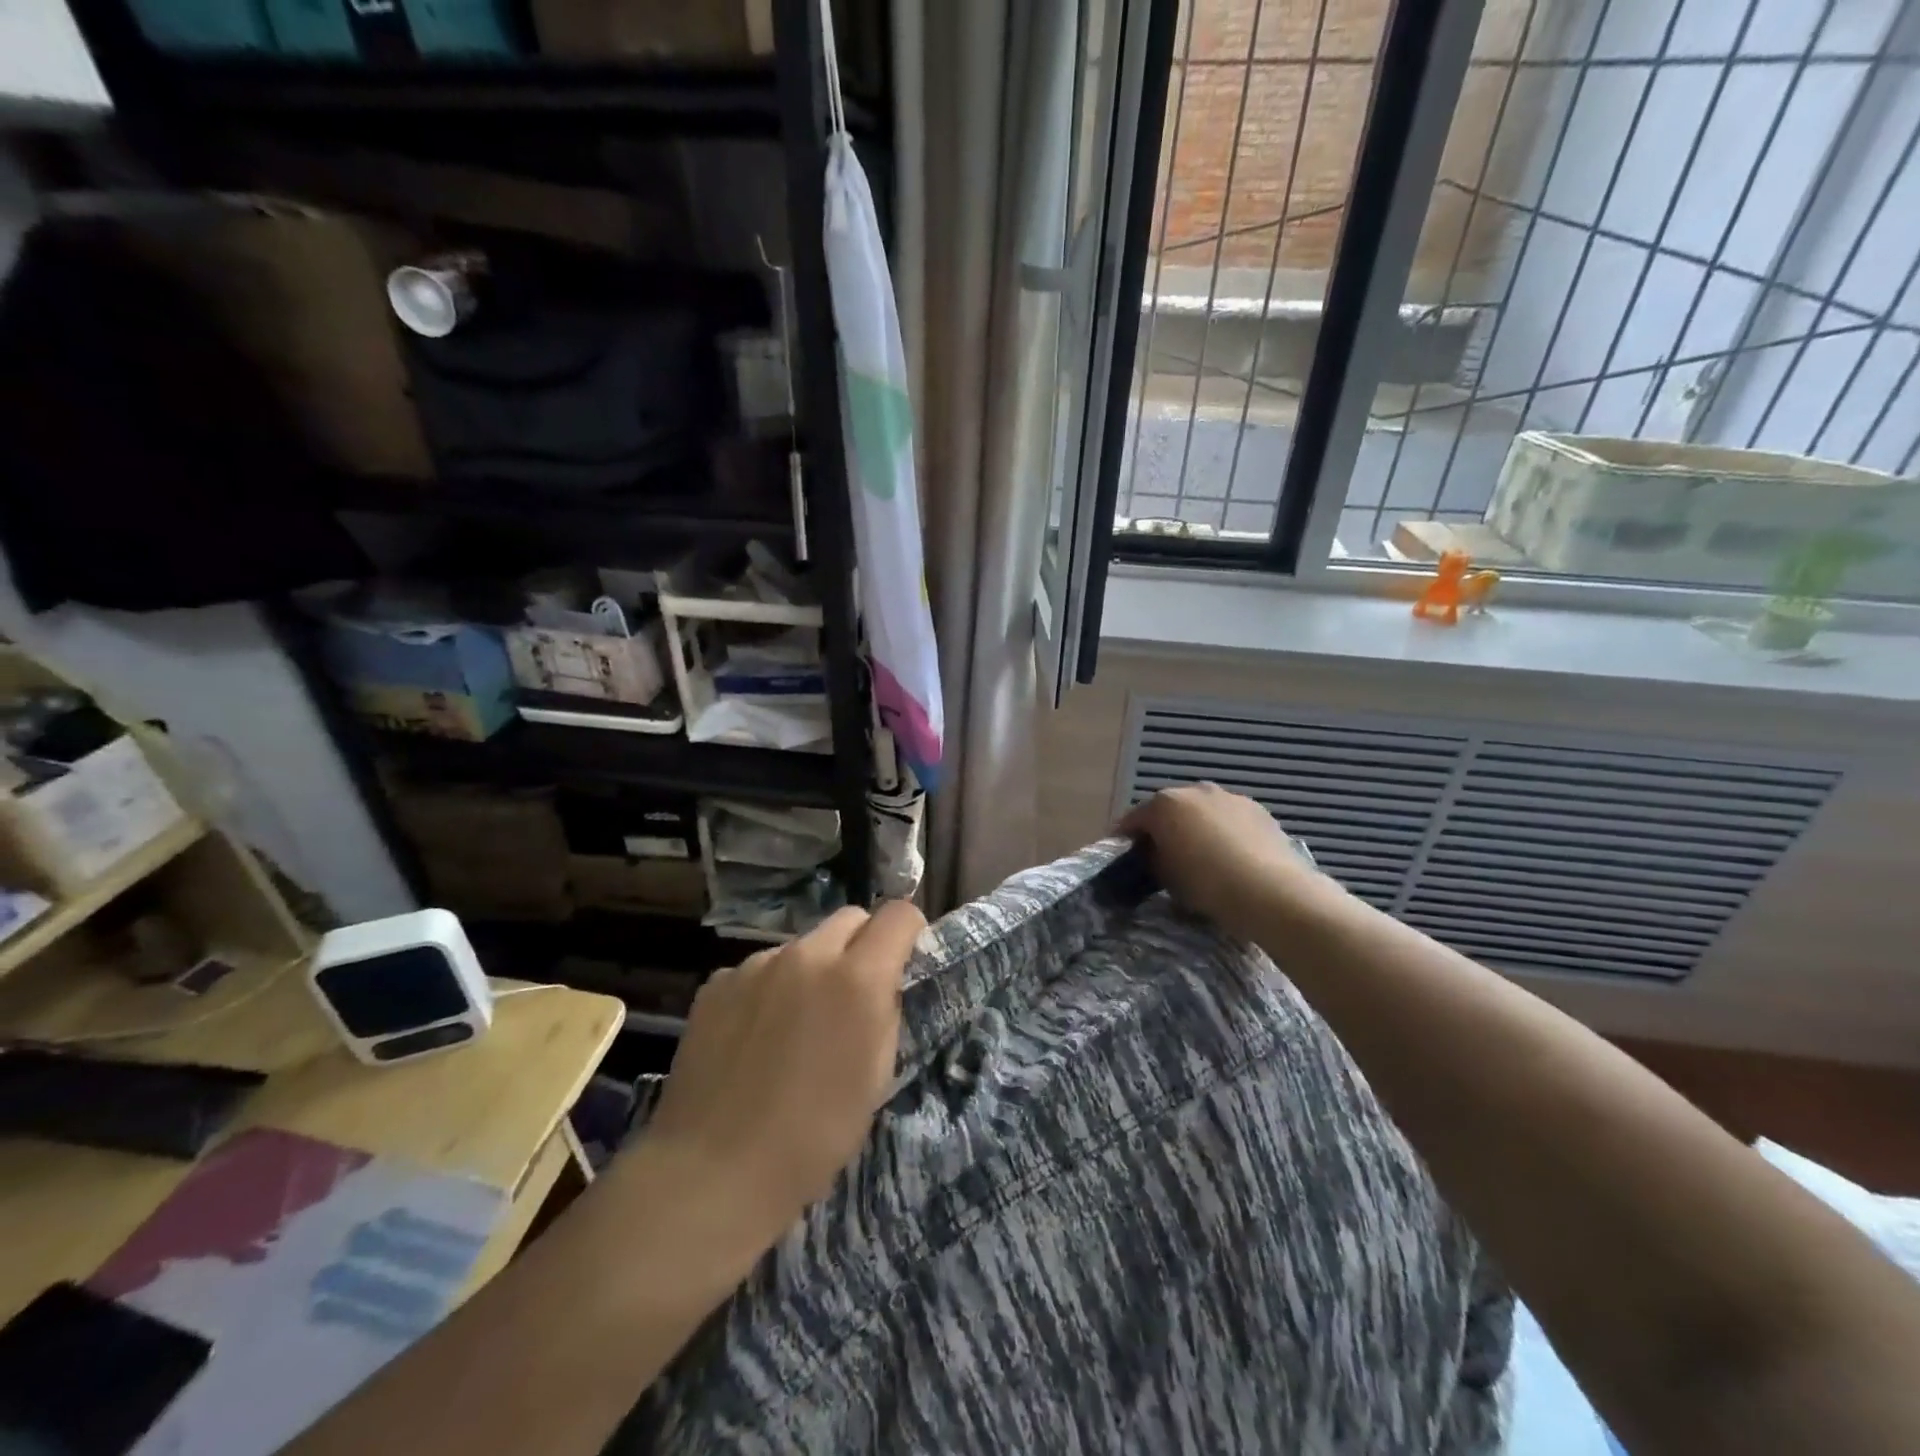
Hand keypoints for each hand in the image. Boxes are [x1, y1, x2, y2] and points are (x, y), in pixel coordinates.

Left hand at [637, 901, 925, 1251]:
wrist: (712, 1170)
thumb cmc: (813, 1136)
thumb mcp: (876, 1078)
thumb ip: (885, 1014)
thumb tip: (880, 987)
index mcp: (856, 978)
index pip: (898, 914)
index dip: (909, 932)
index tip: (904, 961)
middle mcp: (807, 956)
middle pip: (850, 918)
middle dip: (861, 945)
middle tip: (852, 995)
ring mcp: (756, 964)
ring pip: (802, 946)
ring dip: (812, 970)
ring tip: (794, 1025)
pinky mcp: (717, 982)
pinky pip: (759, 970)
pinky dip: (768, 990)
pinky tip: (753, 1037)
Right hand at [1119, 783, 1324, 939]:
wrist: (1271, 891)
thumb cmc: (1207, 884)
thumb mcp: (1166, 877)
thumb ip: (1153, 860)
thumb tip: (1154, 855)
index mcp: (1164, 804)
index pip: (1132, 820)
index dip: (1124, 840)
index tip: (1123, 859)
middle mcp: (1194, 790)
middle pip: (1168, 811)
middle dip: (1162, 830)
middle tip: (1161, 858)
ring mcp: (1229, 797)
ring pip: (1201, 813)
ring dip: (1194, 829)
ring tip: (1199, 858)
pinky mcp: (1258, 810)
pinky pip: (1228, 820)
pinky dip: (1223, 833)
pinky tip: (1229, 858)